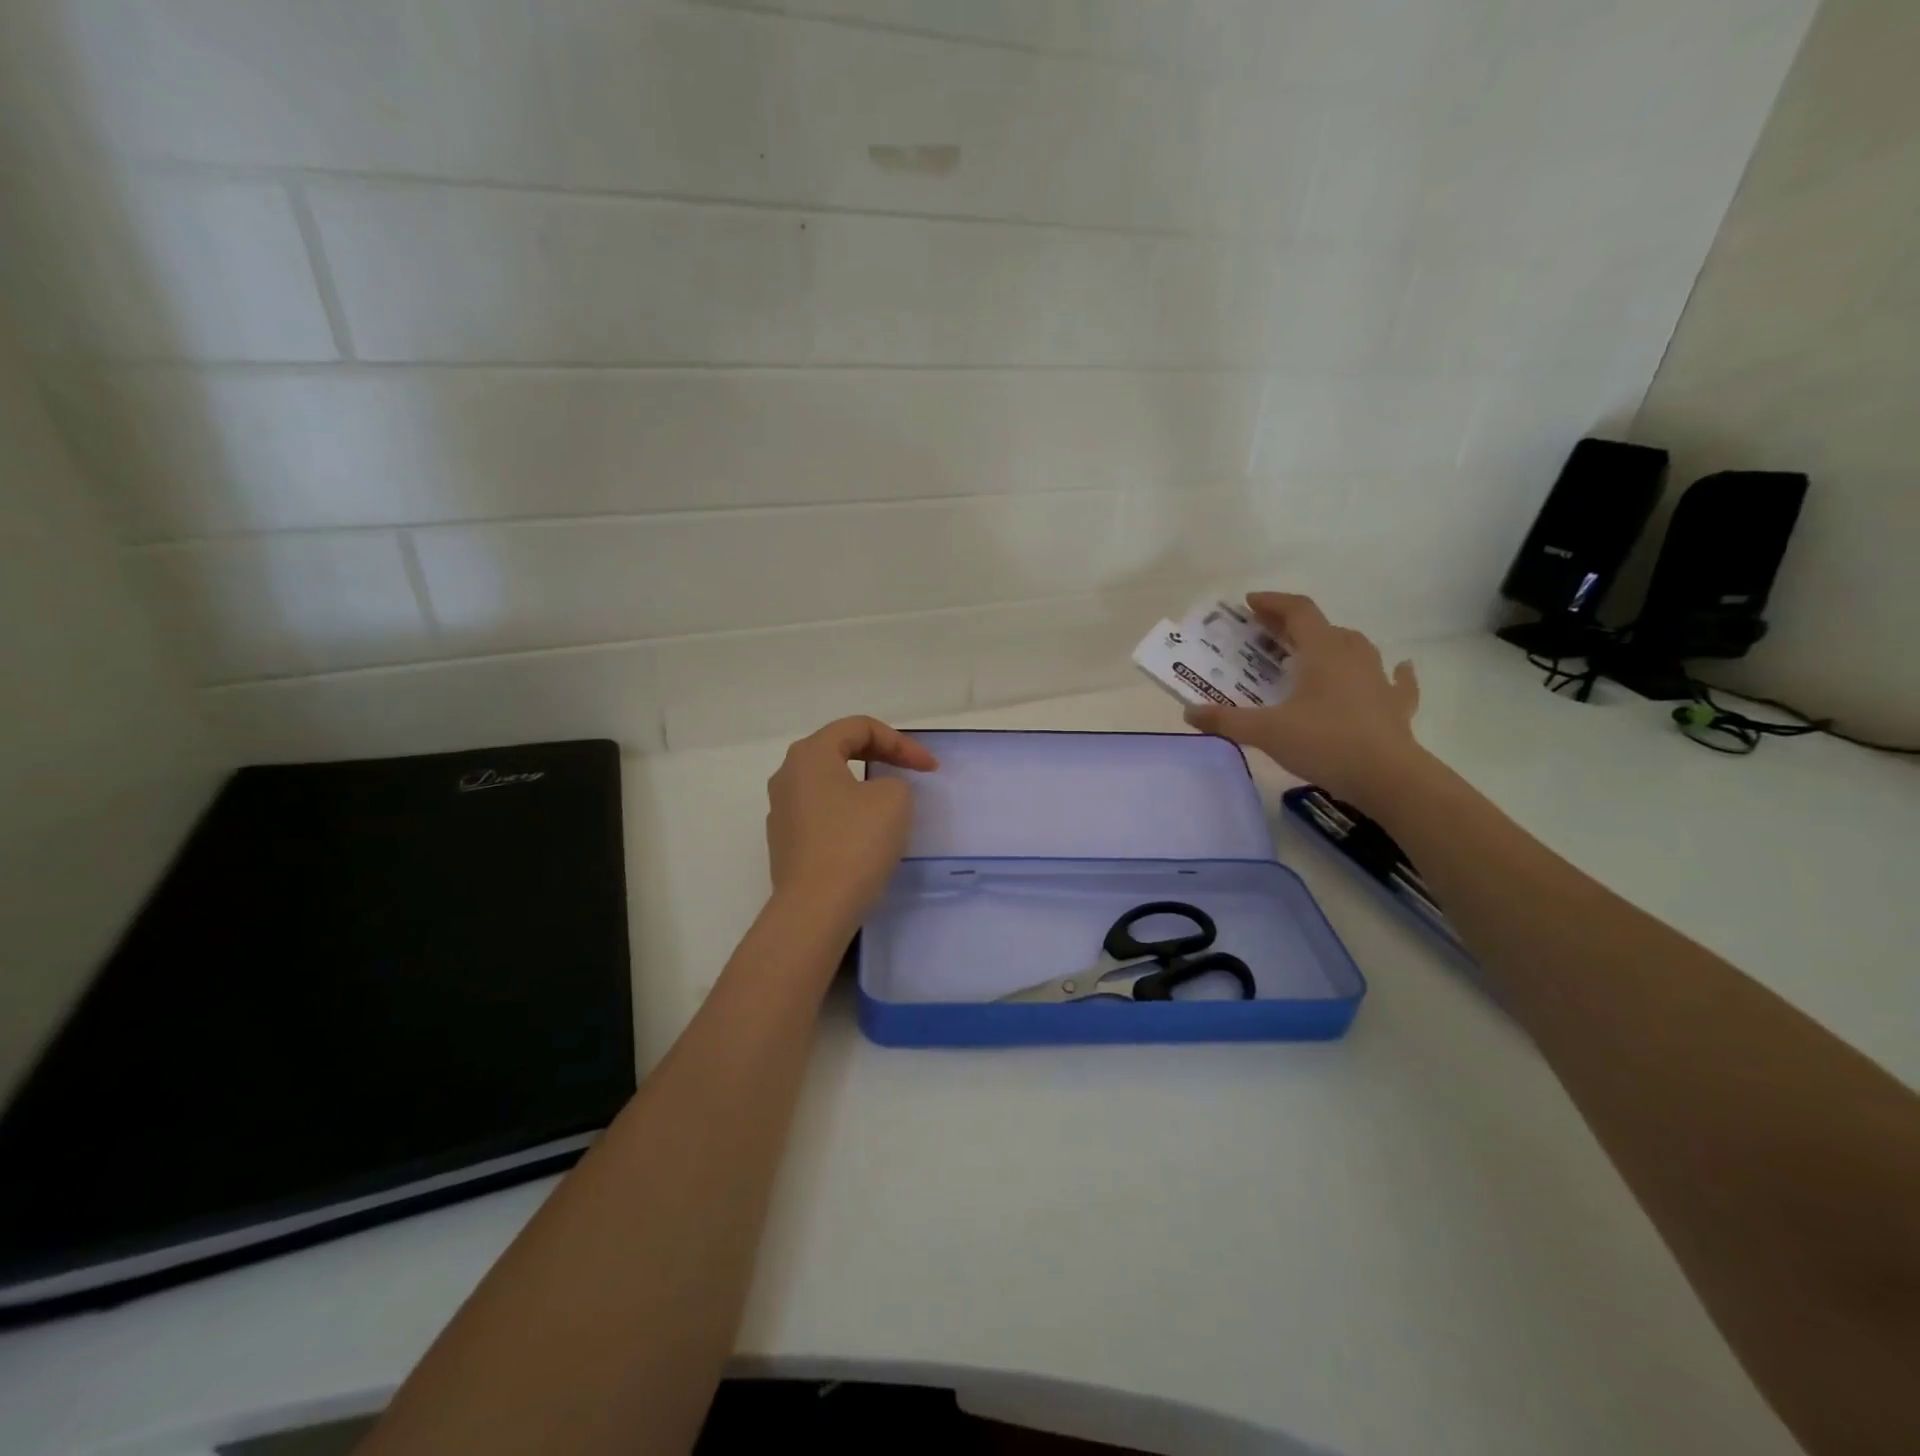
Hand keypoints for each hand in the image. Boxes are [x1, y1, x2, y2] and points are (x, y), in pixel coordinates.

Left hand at [765, 716, 938, 923]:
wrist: (815, 909)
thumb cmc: (855, 843)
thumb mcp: (894, 799)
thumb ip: (893, 781)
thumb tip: (877, 794)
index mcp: (810, 754)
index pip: (860, 727)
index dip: (901, 742)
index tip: (930, 768)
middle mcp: (788, 775)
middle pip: (840, 749)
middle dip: (882, 756)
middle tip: (913, 773)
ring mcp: (782, 810)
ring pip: (830, 783)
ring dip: (864, 785)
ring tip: (892, 802)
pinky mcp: (785, 842)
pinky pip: (822, 813)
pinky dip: (848, 813)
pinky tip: (867, 835)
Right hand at [1183, 592, 1423, 808]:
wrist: (1388, 777)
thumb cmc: (1324, 743)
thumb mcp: (1266, 732)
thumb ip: (1226, 720)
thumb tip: (1189, 712)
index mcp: (1322, 652)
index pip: (1298, 611)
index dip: (1273, 603)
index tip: (1249, 604)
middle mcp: (1352, 656)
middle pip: (1323, 627)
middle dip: (1293, 625)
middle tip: (1267, 633)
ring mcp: (1379, 680)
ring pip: (1356, 647)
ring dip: (1333, 643)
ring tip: (1314, 651)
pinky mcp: (1396, 706)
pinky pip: (1396, 681)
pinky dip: (1392, 672)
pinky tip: (1397, 670)